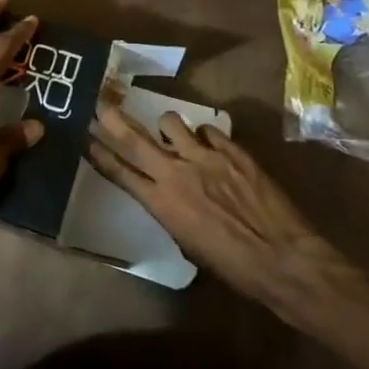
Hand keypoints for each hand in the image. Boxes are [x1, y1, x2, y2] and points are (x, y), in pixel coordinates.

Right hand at [87, 91, 335, 308]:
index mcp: (161, 203)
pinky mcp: (232, 150)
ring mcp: (205, 157)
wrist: (282, 258)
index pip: (120, 172)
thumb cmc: (233, 266)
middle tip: (100, 102)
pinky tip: (210, 144)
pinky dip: (204, 135)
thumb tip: (169, 197)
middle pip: (136, 139)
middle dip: (113, 119)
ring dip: (166, 126)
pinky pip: (208, 130)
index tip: (86, 137)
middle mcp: (176, 173)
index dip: (100, 154)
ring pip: (171, 123)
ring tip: (171, 132)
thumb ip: (172, 213)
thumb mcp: (189, 245)